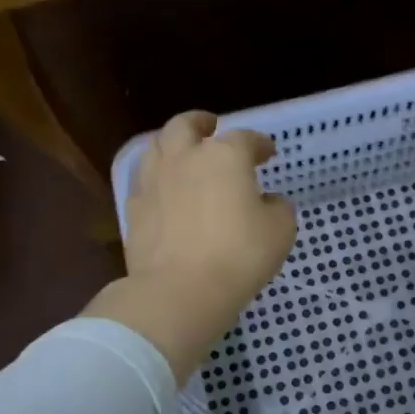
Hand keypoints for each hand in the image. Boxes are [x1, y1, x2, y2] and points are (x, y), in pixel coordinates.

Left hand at [88, 111, 295, 382]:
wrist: (179, 290)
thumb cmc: (239, 255)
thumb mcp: (280, 231)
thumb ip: (277, 208)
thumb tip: (267, 201)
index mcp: (224, 155)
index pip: (245, 138)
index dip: (259, 143)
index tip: (268, 152)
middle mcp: (185, 157)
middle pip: (186, 125)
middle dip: (200, 123)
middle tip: (210, 127)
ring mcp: (154, 180)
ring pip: (156, 146)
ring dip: (172, 145)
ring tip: (182, 154)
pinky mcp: (134, 207)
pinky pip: (143, 180)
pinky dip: (156, 178)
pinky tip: (164, 190)